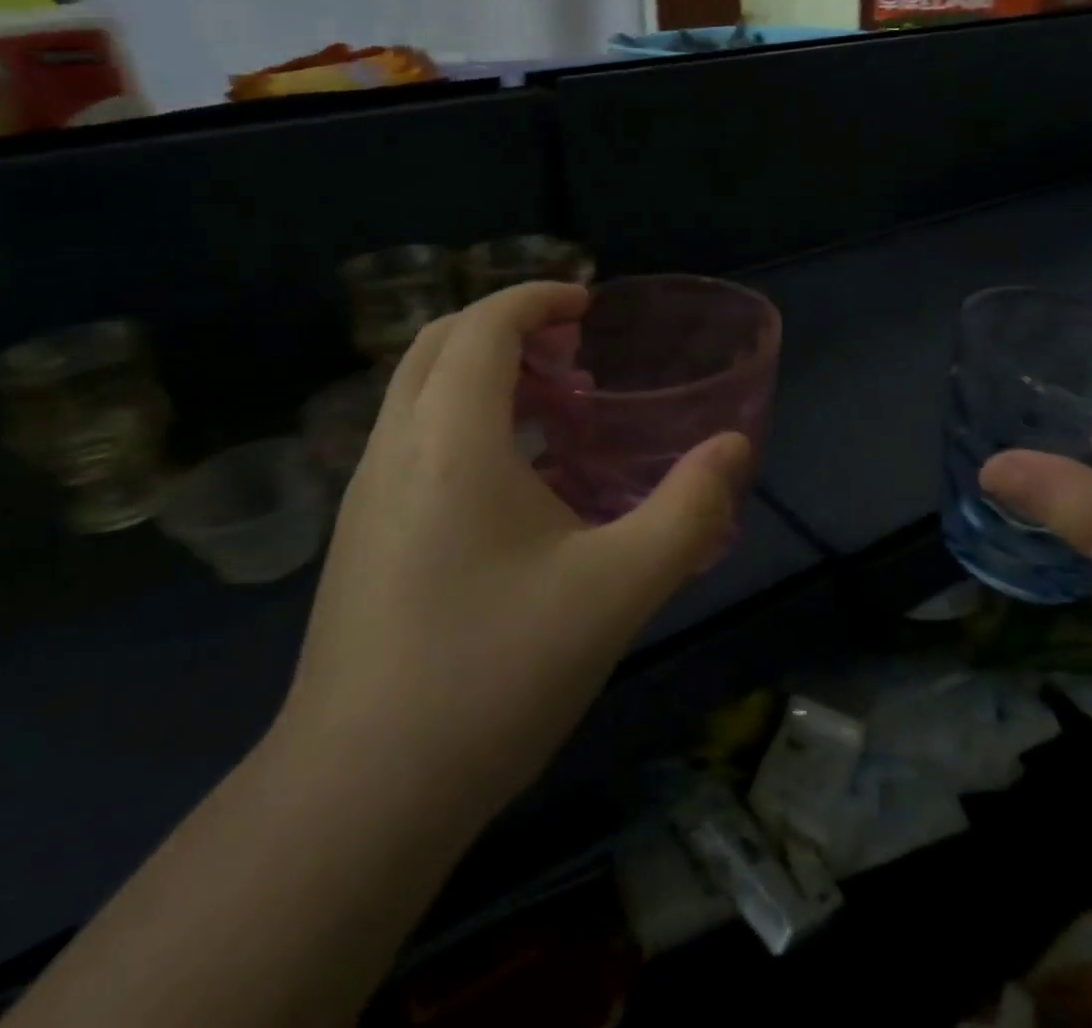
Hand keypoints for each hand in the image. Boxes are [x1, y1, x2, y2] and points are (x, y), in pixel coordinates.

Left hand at [280, 283, 749, 827]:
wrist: (359, 794)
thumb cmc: (493, 674)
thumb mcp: (616, 589)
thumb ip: (687, 510)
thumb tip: (733, 448)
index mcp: (450, 438)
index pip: (484, 324)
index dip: (536, 297)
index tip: (587, 303)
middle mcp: (394, 447)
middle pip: (440, 343)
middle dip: (506, 326)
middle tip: (571, 352)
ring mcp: (365, 493)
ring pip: (417, 391)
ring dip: (481, 374)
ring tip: (551, 409)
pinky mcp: (358, 537)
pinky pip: (410, 440)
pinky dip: (460, 421)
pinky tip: (511, 485)